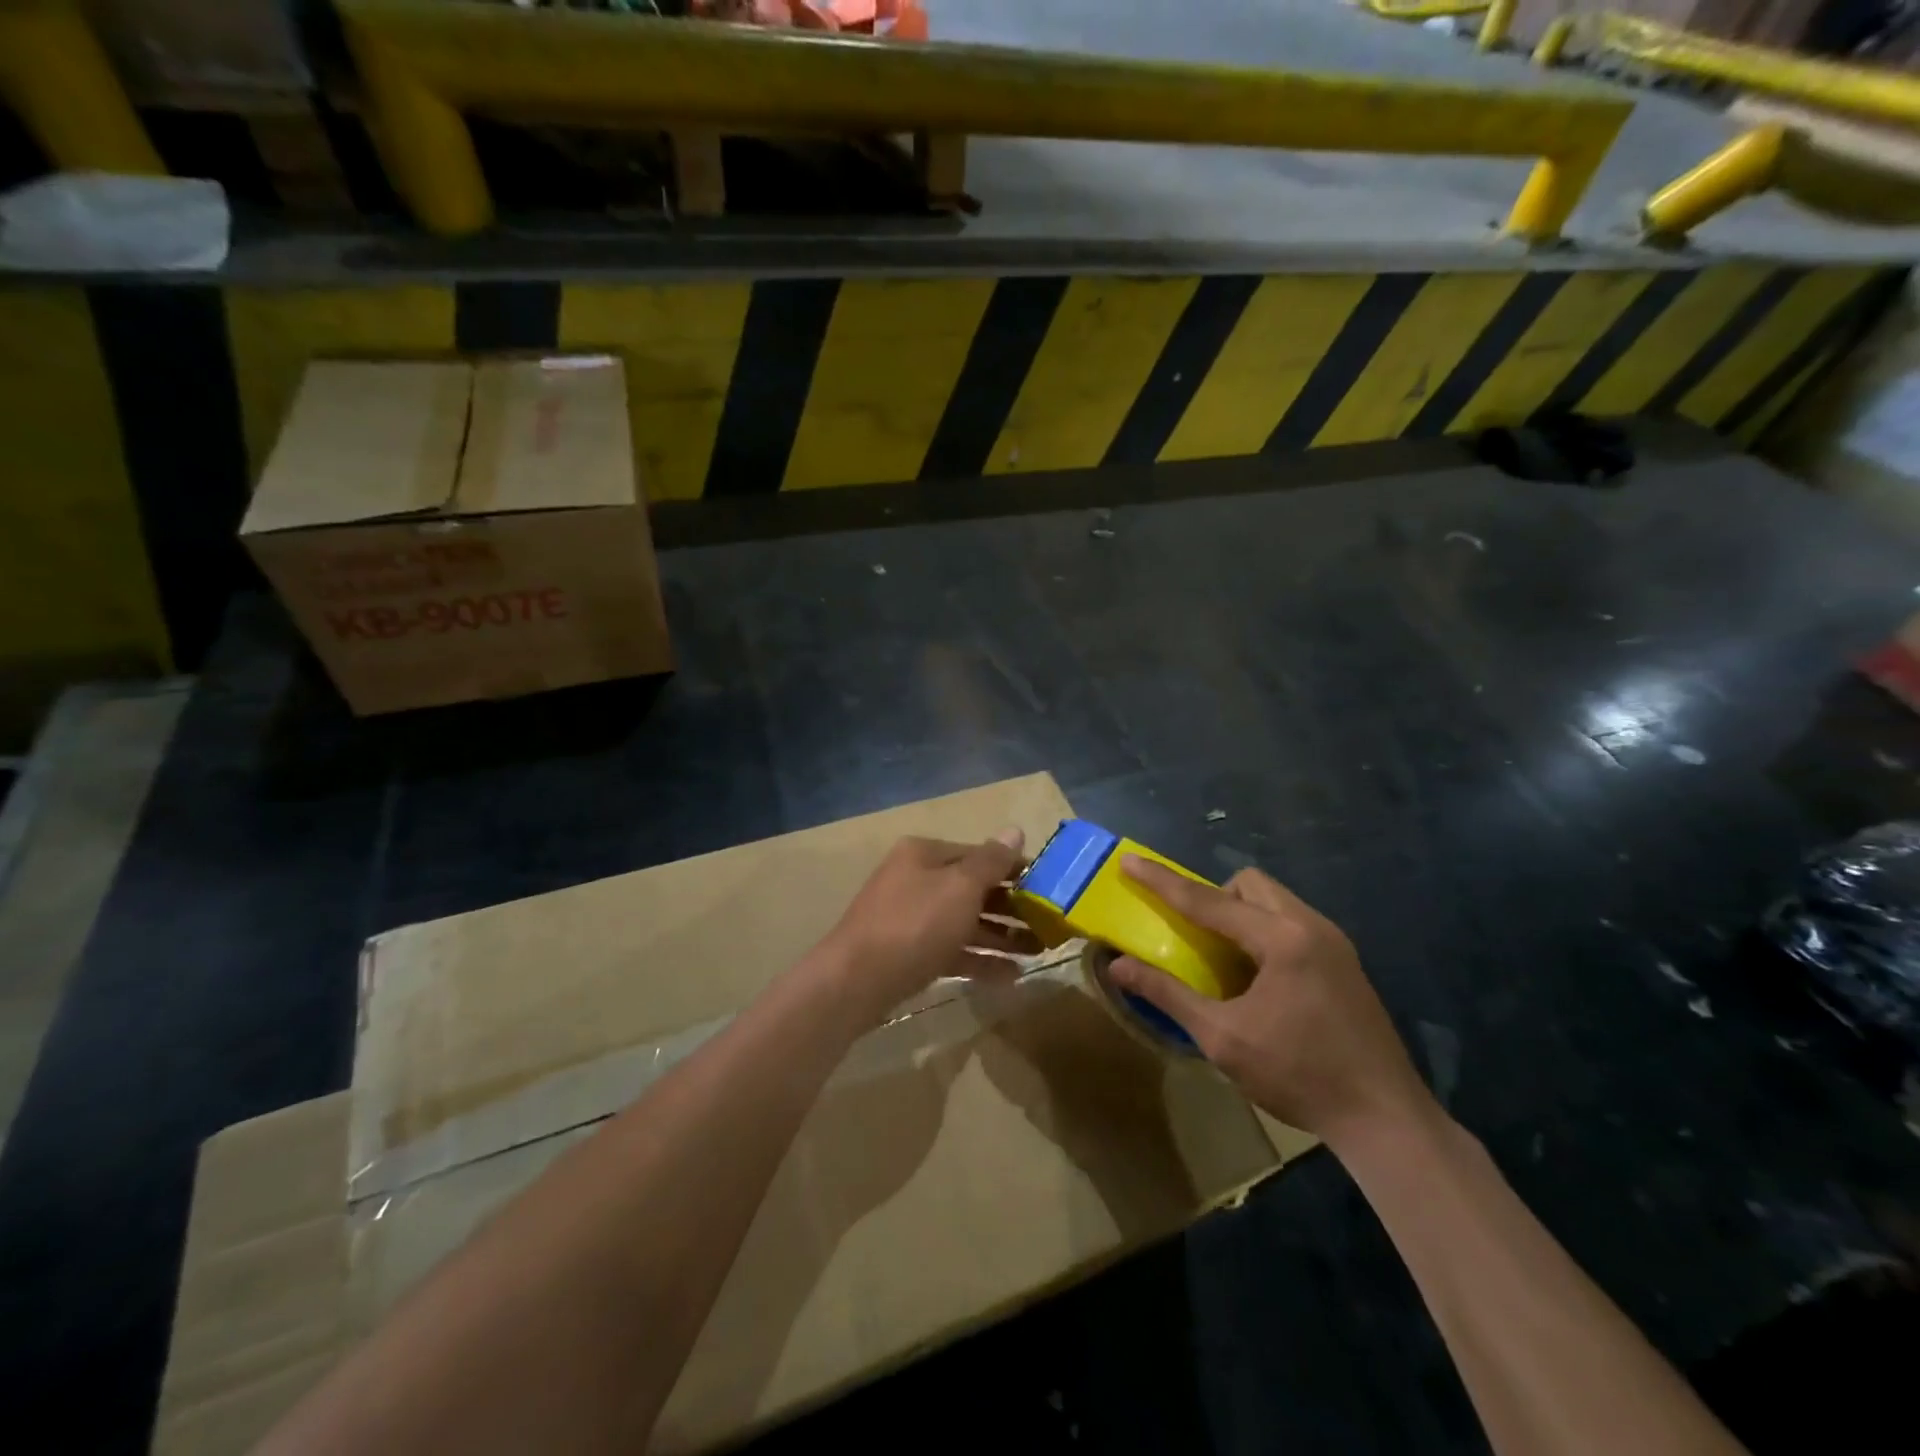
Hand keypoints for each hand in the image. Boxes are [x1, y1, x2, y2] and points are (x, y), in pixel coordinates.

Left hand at [811, 830, 1038, 1024]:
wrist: (856, 981)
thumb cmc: (914, 923)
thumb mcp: (960, 887)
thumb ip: (991, 861)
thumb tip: (1015, 831)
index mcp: (925, 855)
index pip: (979, 854)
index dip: (1015, 869)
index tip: (1049, 887)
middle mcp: (917, 880)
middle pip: (973, 889)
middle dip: (1012, 907)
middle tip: (1049, 925)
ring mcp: (912, 919)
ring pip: (966, 922)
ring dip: (1002, 936)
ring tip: (1039, 952)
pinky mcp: (910, 954)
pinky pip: (953, 951)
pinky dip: (981, 961)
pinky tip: (1012, 977)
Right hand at [1109, 858, 1431, 1143]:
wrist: (1385, 1119)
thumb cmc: (1298, 1076)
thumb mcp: (1223, 1038)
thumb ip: (1168, 995)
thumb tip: (1117, 967)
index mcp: (1281, 940)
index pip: (1208, 900)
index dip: (1163, 882)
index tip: (1130, 862)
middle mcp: (1311, 926)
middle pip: (1249, 885)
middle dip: (1213, 897)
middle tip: (1194, 935)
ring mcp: (1334, 942)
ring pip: (1274, 901)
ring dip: (1240, 914)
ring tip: (1223, 958)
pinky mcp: (1344, 962)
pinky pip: (1291, 923)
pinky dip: (1263, 932)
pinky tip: (1258, 978)